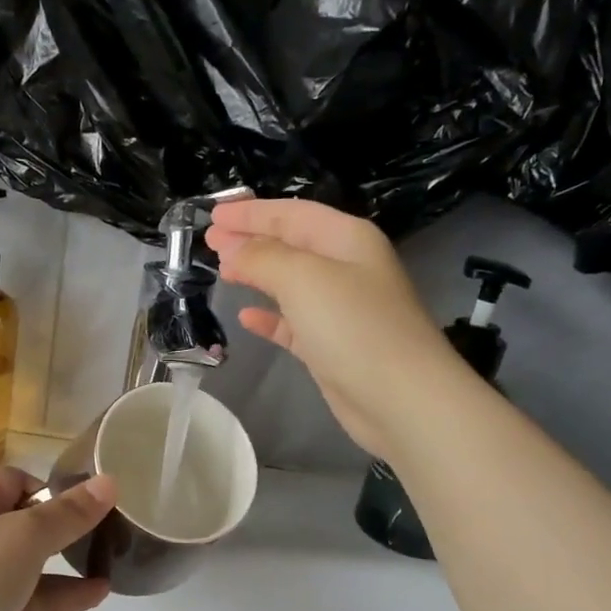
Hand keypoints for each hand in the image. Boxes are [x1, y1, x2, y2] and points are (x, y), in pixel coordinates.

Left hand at [0, 467, 116, 610]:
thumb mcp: (26, 537)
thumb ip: (69, 513)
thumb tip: (109, 481)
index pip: (13, 480)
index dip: (51, 490)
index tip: (85, 509)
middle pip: (18, 523)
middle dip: (61, 530)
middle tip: (104, 537)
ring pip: (21, 567)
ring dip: (62, 567)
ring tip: (108, 567)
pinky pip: (19, 601)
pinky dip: (53, 597)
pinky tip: (94, 596)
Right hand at [206, 198, 451, 458]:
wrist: (400, 398)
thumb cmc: (354, 327)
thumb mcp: (303, 278)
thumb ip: (262, 257)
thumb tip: (232, 248)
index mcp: (346, 239)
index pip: (291, 213)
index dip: (251, 212)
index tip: (212, 214)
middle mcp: (345, 267)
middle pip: (290, 244)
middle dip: (250, 239)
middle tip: (210, 241)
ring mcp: (340, 309)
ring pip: (289, 282)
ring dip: (256, 274)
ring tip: (222, 272)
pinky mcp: (331, 345)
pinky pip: (293, 322)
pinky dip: (269, 316)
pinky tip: (246, 318)